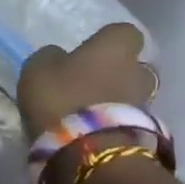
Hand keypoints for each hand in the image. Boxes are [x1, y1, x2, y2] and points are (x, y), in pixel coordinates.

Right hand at [17, 23, 156, 137]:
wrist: (89, 151)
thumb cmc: (62, 97)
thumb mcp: (38, 68)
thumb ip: (51, 57)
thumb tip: (59, 57)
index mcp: (115, 47)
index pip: (124, 32)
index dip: (108, 41)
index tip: (90, 51)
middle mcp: (137, 71)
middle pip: (135, 66)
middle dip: (117, 73)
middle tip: (91, 84)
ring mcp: (146, 105)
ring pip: (134, 95)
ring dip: (117, 101)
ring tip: (91, 113)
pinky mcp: (145, 134)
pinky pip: (130, 121)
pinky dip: (116, 124)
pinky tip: (95, 133)